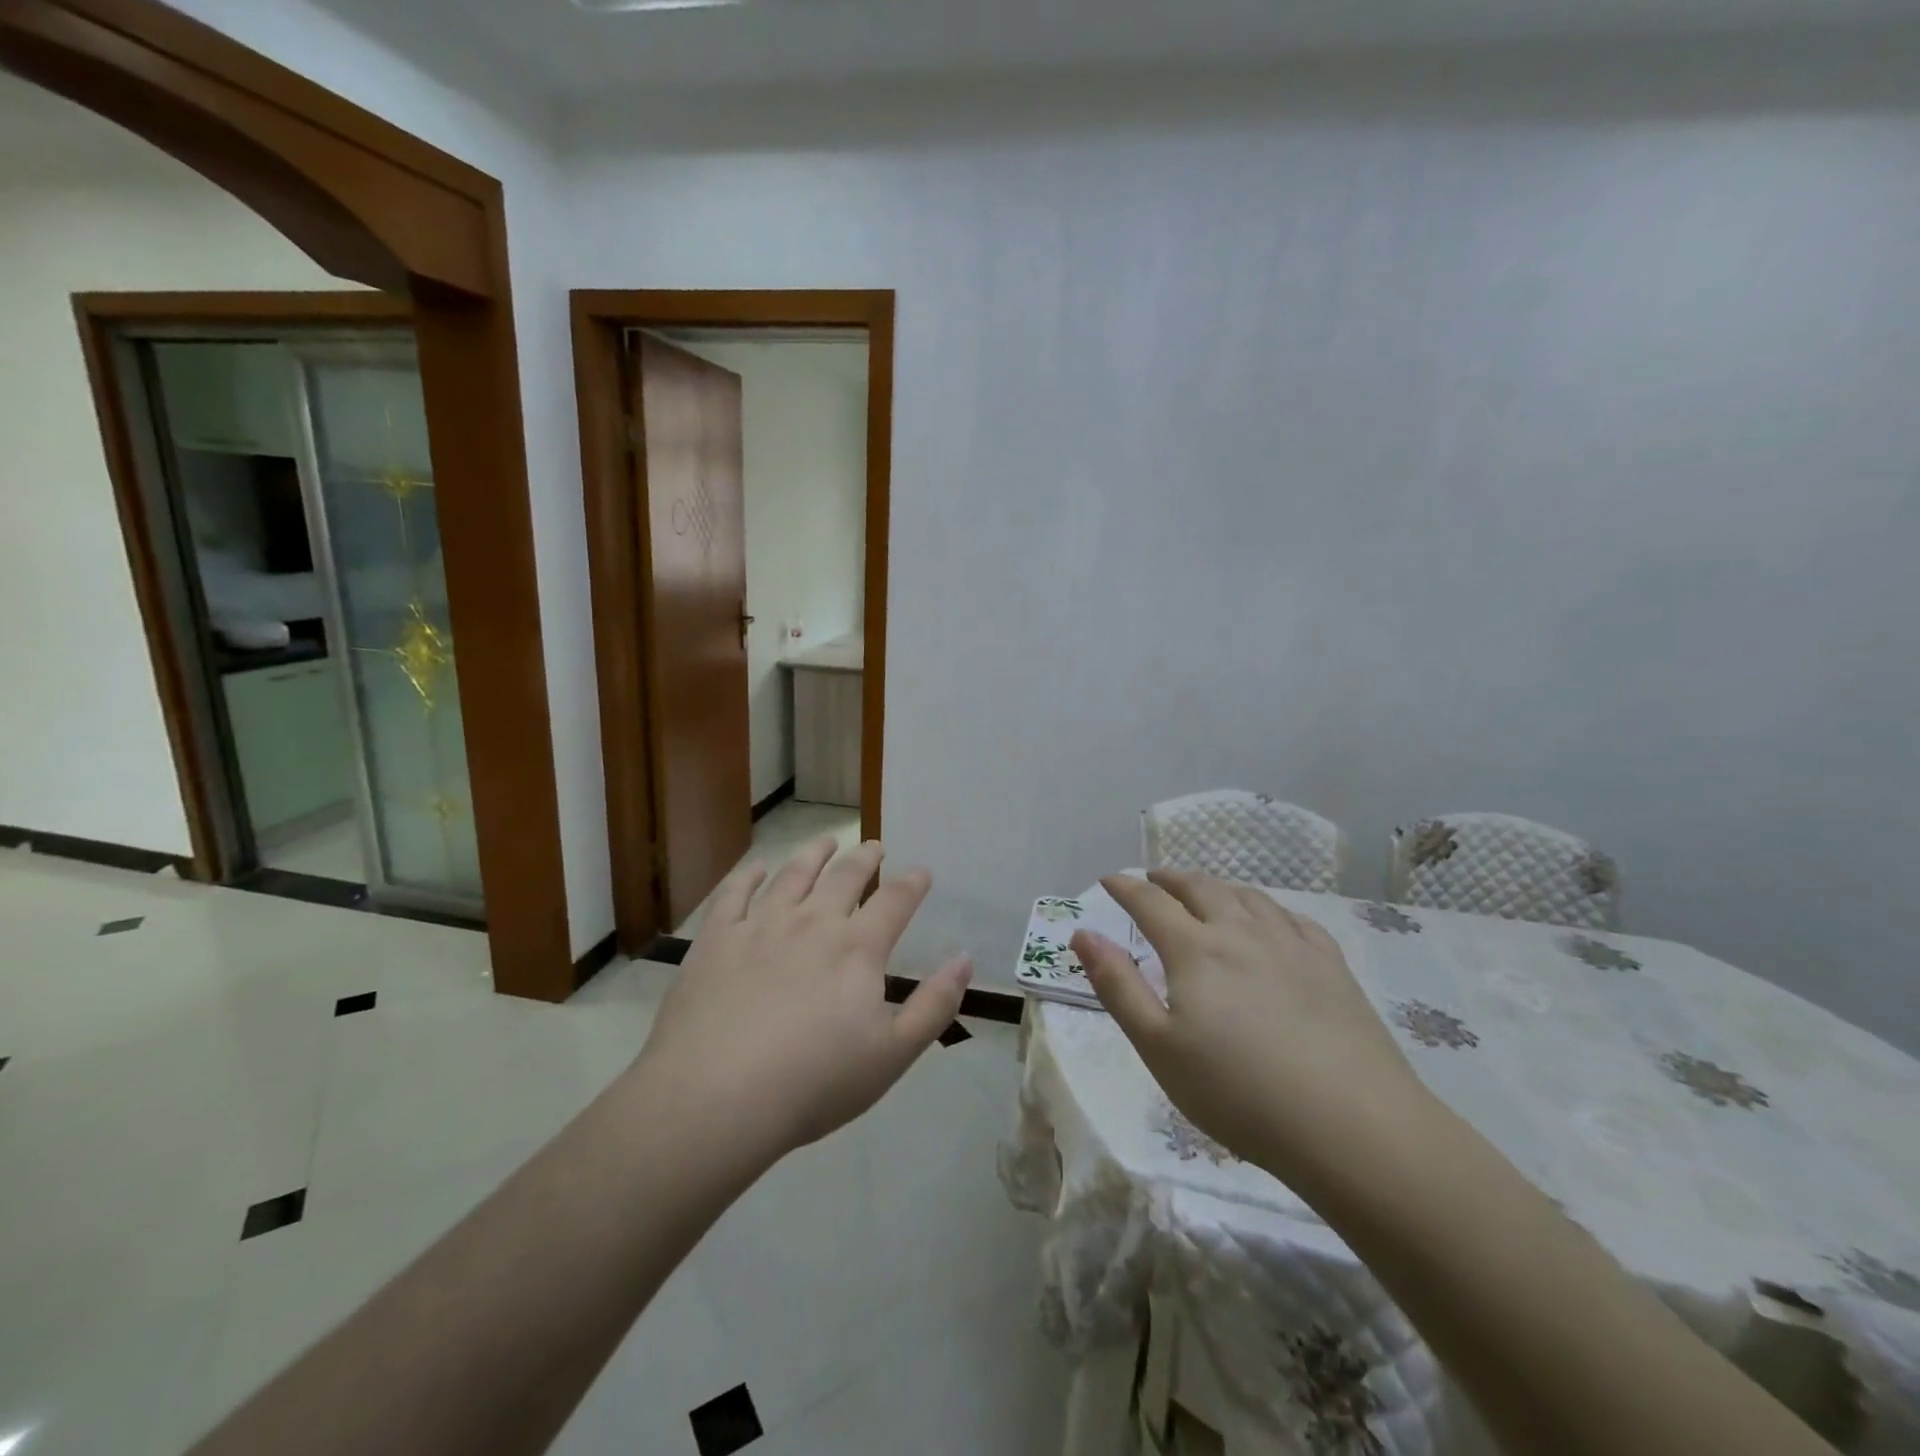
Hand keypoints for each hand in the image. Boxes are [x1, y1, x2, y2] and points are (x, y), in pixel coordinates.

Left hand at [634, 837, 971, 1160]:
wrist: (716, 1097)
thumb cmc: (814, 1082)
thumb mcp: (893, 1054)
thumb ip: (934, 1005)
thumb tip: (964, 960)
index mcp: (857, 948)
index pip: (895, 901)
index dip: (912, 883)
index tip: (921, 872)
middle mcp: (812, 922)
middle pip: (845, 877)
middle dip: (865, 858)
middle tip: (874, 847)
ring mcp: (760, 925)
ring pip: (793, 873)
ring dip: (814, 854)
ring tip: (826, 842)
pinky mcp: (716, 938)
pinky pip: (734, 894)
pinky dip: (748, 876)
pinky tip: (757, 870)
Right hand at [1072, 870, 1430, 1175]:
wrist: (1352, 1126)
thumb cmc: (1239, 1094)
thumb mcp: (1158, 1047)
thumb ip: (1117, 986)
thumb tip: (1083, 934)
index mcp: (1195, 950)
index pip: (1150, 903)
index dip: (1125, 888)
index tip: (1109, 880)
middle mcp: (1241, 932)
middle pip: (1201, 888)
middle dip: (1170, 879)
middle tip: (1154, 878)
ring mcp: (1291, 945)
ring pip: (1247, 896)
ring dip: (1217, 886)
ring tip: (1206, 891)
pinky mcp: (1331, 965)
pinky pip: (1293, 918)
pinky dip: (1267, 908)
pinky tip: (1270, 920)